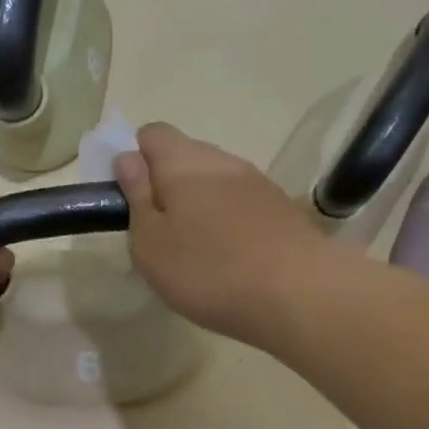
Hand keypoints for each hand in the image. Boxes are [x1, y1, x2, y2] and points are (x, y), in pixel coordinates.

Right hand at [115, 123, 327, 347]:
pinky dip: (225, 221)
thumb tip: (128, 158)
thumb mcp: (150, 243)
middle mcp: (222, 160)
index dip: (133, 159)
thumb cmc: (207, 270)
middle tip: (156, 233)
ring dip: (196, 205)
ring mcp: (257, 182)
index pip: (151, 133)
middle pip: (184, 156)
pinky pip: (239, 203)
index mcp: (183, 162)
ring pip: (213, 181)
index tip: (128, 199)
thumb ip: (136, 197)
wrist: (300, 295)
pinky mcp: (281, 207)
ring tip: (192, 251)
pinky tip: (226, 259)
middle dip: (164, 185)